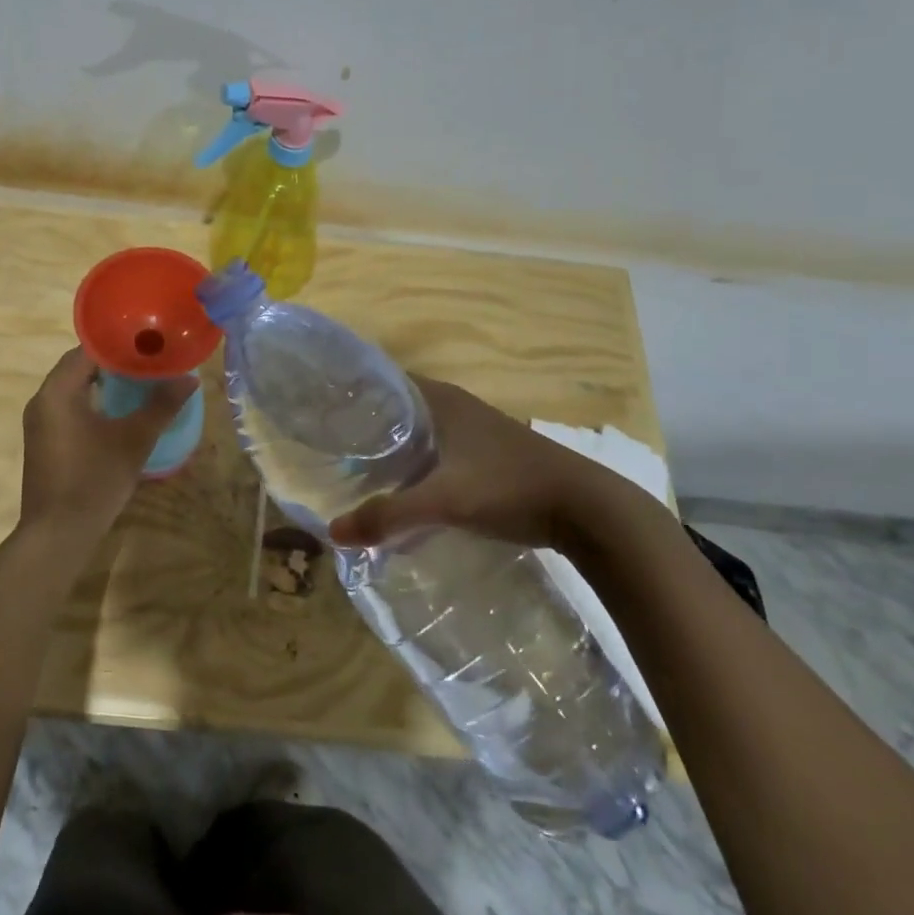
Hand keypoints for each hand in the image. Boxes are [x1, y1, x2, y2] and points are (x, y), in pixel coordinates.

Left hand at [19, 348, 196, 542]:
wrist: (57, 535)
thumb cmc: (94, 481)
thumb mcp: (134, 441)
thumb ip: (161, 406)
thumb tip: (189, 379)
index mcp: (58, 391)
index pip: (88, 349)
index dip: (119, 343)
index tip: (148, 342)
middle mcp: (42, 399)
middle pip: (79, 365)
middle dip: (114, 361)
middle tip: (149, 360)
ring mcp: (40, 421)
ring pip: (73, 386)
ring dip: (103, 381)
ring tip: (140, 380)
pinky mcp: (44, 440)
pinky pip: (69, 406)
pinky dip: (93, 400)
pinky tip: (119, 411)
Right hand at [327, 375, 619, 551]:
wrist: (588, 510)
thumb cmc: (509, 487)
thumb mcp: (444, 501)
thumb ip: (388, 516)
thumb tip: (333, 533)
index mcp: (440, 399)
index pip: (384, 381)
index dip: (354, 394)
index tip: (325, 415)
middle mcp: (456, 406)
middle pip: (399, 409)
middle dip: (368, 429)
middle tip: (334, 451)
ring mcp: (477, 431)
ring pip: (421, 434)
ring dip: (395, 451)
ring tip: (360, 475)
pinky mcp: (491, 457)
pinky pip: (440, 454)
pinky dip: (419, 468)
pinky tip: (408, 496)